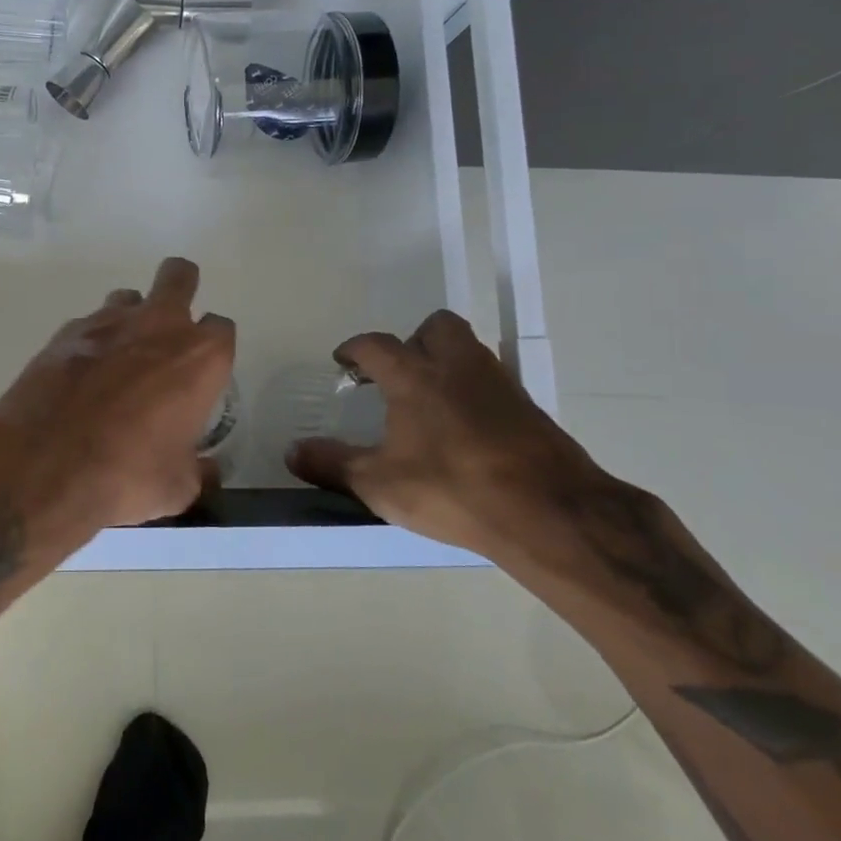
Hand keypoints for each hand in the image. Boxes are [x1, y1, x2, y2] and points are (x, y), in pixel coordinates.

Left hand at [0, 257, 235, 530]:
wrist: (44, 466)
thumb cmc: (128, 475)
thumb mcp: (178, 487)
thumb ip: (198, 467)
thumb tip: (206, 469)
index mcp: (199, 357)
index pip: (221, 328)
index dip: (213, 348)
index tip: (202, 373)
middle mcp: (158, 325)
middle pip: (179, 276)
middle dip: (180, 288)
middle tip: (170, 325)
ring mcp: (108, 322)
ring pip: (129, 297)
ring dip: (131, 318)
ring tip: (120, 359)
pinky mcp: (65, 332)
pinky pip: (89, 325)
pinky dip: (91, 343)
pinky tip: (81, 377)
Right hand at [288, 310, 604, 560]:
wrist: (548, 514)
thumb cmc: (451, 489)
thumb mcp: (379, 484)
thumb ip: (332, 463)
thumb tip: (292, 451)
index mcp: (414, 376)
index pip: (376, 344)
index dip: (354, 349)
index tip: (343, 361)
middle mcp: (457, 366)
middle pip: (435, 327)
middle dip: (413, 340)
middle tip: (399, 372)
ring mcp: (499, 384)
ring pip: (470, 350)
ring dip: (447, 362)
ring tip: (431, 399)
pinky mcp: (530, 409)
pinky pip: (494, 383)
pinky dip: (476, 393)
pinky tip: (468, 428)